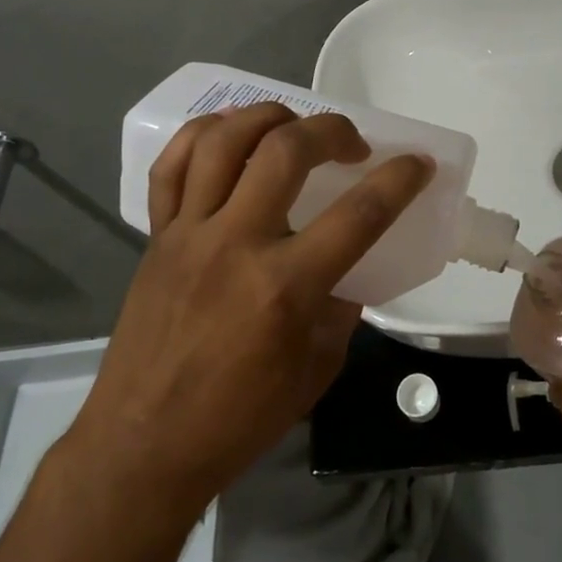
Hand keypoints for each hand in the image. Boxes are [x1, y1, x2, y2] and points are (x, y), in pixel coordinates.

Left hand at [65, 102, 432, 517]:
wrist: (144, 445)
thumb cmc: (238, 420)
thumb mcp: (316, 370)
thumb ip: (340, 309)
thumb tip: (347, 268)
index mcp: (284, 286)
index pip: (358, 214)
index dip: (398, 180)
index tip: (417, 162)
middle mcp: (236, 244)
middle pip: (286, 151)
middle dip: (331, 130)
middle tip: (352, 143)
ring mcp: (189, 234)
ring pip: (223, 141)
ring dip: (267, 116)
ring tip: (292, 124)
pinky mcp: (157, 236)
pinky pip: (171, 167)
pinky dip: (201, 136)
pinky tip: (228, 133)